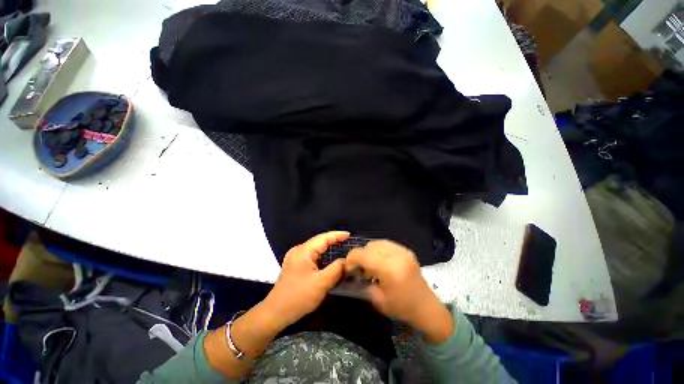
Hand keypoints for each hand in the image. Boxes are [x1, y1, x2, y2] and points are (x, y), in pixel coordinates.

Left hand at [262, 231, 349, 328]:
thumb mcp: (321, 283)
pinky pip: (312, 255)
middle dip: (334, 240)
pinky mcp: (295, 265)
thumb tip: (346, 261)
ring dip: (328, 248)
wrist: (276, 313)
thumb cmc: (299, 297)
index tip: (349, 234)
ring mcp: (295, 257)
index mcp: (303, 251)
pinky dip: (322, 256)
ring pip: (316, 249)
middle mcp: (298, 250)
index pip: (323, 238)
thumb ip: (336, 269)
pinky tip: (329, 259)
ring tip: (342, 247)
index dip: (337, 235)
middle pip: (319, 241)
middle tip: (348, 241)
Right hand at [346, 240, 454, 342]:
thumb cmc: (402, 308)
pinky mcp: (406, 250)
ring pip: (377, 242)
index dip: (351, 259)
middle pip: (369, 246)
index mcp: (390, 269)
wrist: (427, 308)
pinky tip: (380, 262)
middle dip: (361, 256)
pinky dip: (379, 250)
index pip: (363, 254)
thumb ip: (362, 284)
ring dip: (370, 252)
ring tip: (371, 265)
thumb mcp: (377, 300)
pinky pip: (386, 244)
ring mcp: (403, 251)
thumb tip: (351, 273)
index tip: (348, 268)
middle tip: (360, 269)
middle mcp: (397, 255)